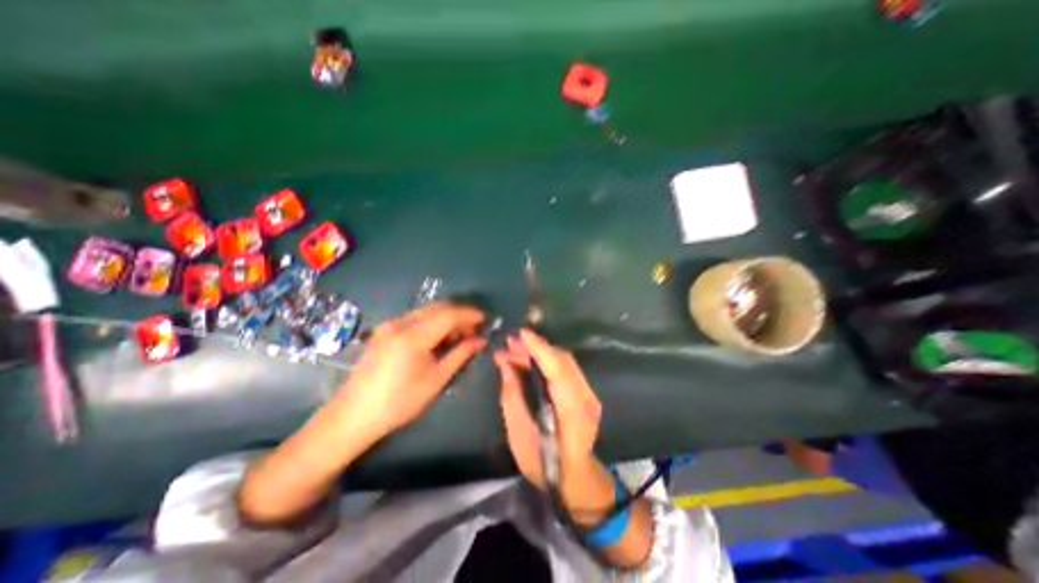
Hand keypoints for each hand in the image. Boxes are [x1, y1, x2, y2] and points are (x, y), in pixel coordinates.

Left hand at [340, 305, 489, 440]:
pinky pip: (415, 318)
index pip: (448, 315)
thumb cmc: (399, 403)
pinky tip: (438, 338)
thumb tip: (480, 340)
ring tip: (459, 336)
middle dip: (459, 314)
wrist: (352, 415)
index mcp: (412, 337)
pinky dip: (432, 322)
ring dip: (446, 318)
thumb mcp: (435, 380)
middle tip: (474, 330)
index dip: (469, 315)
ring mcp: (389, 325)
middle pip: (437, 308)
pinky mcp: (384, 330)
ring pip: (426, 311)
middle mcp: (400, 323)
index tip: (485, 319)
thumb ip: (460, 355)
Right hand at [493, 331, 613, 524]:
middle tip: (510, 343)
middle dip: (535, 347)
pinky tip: (529, 360)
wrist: (575, 479)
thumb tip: (504, 363)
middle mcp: (586, 398)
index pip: (557, 370)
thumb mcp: (519, 434)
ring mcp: (589, 394)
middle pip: (562, 361)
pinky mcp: (586, 392)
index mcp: (572, 413)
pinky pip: (565, 368)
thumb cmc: (543, 464)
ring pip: (564, 361)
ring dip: (540, 352)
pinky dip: (546, 360)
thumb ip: (512, 395)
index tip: (520, 334)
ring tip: (515, 348)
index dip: (539, 349)